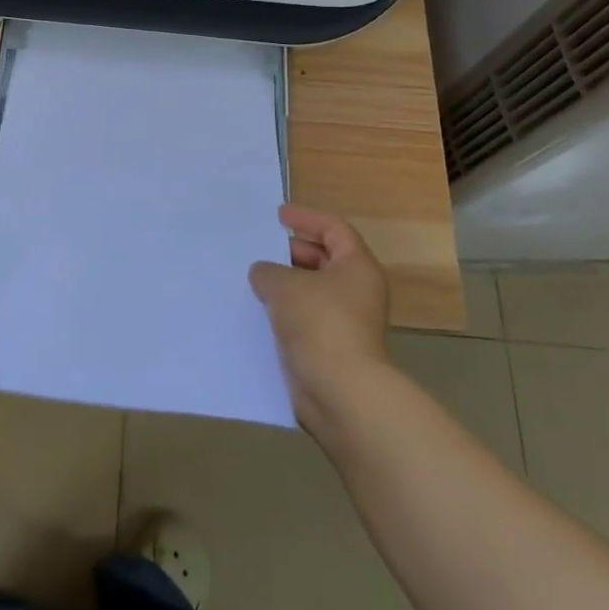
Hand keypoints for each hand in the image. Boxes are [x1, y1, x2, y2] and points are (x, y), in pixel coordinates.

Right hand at [249, 204, 391, 428]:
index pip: (334, 229)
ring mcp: (345, 322)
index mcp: (357, 267)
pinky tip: (256, 312)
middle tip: (259, 250)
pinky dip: (283, 312)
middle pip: (324, 260)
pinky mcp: (330, 349)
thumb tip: (263, 273)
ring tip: (251, 280)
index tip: (278, 216)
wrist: (341, 393)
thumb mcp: (285, 285)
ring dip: (284, 285)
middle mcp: (357, 291)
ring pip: (311, 292)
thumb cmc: (320, 324)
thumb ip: (268, 271)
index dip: (306, 218)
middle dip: (291, 253)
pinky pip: (304, 320)